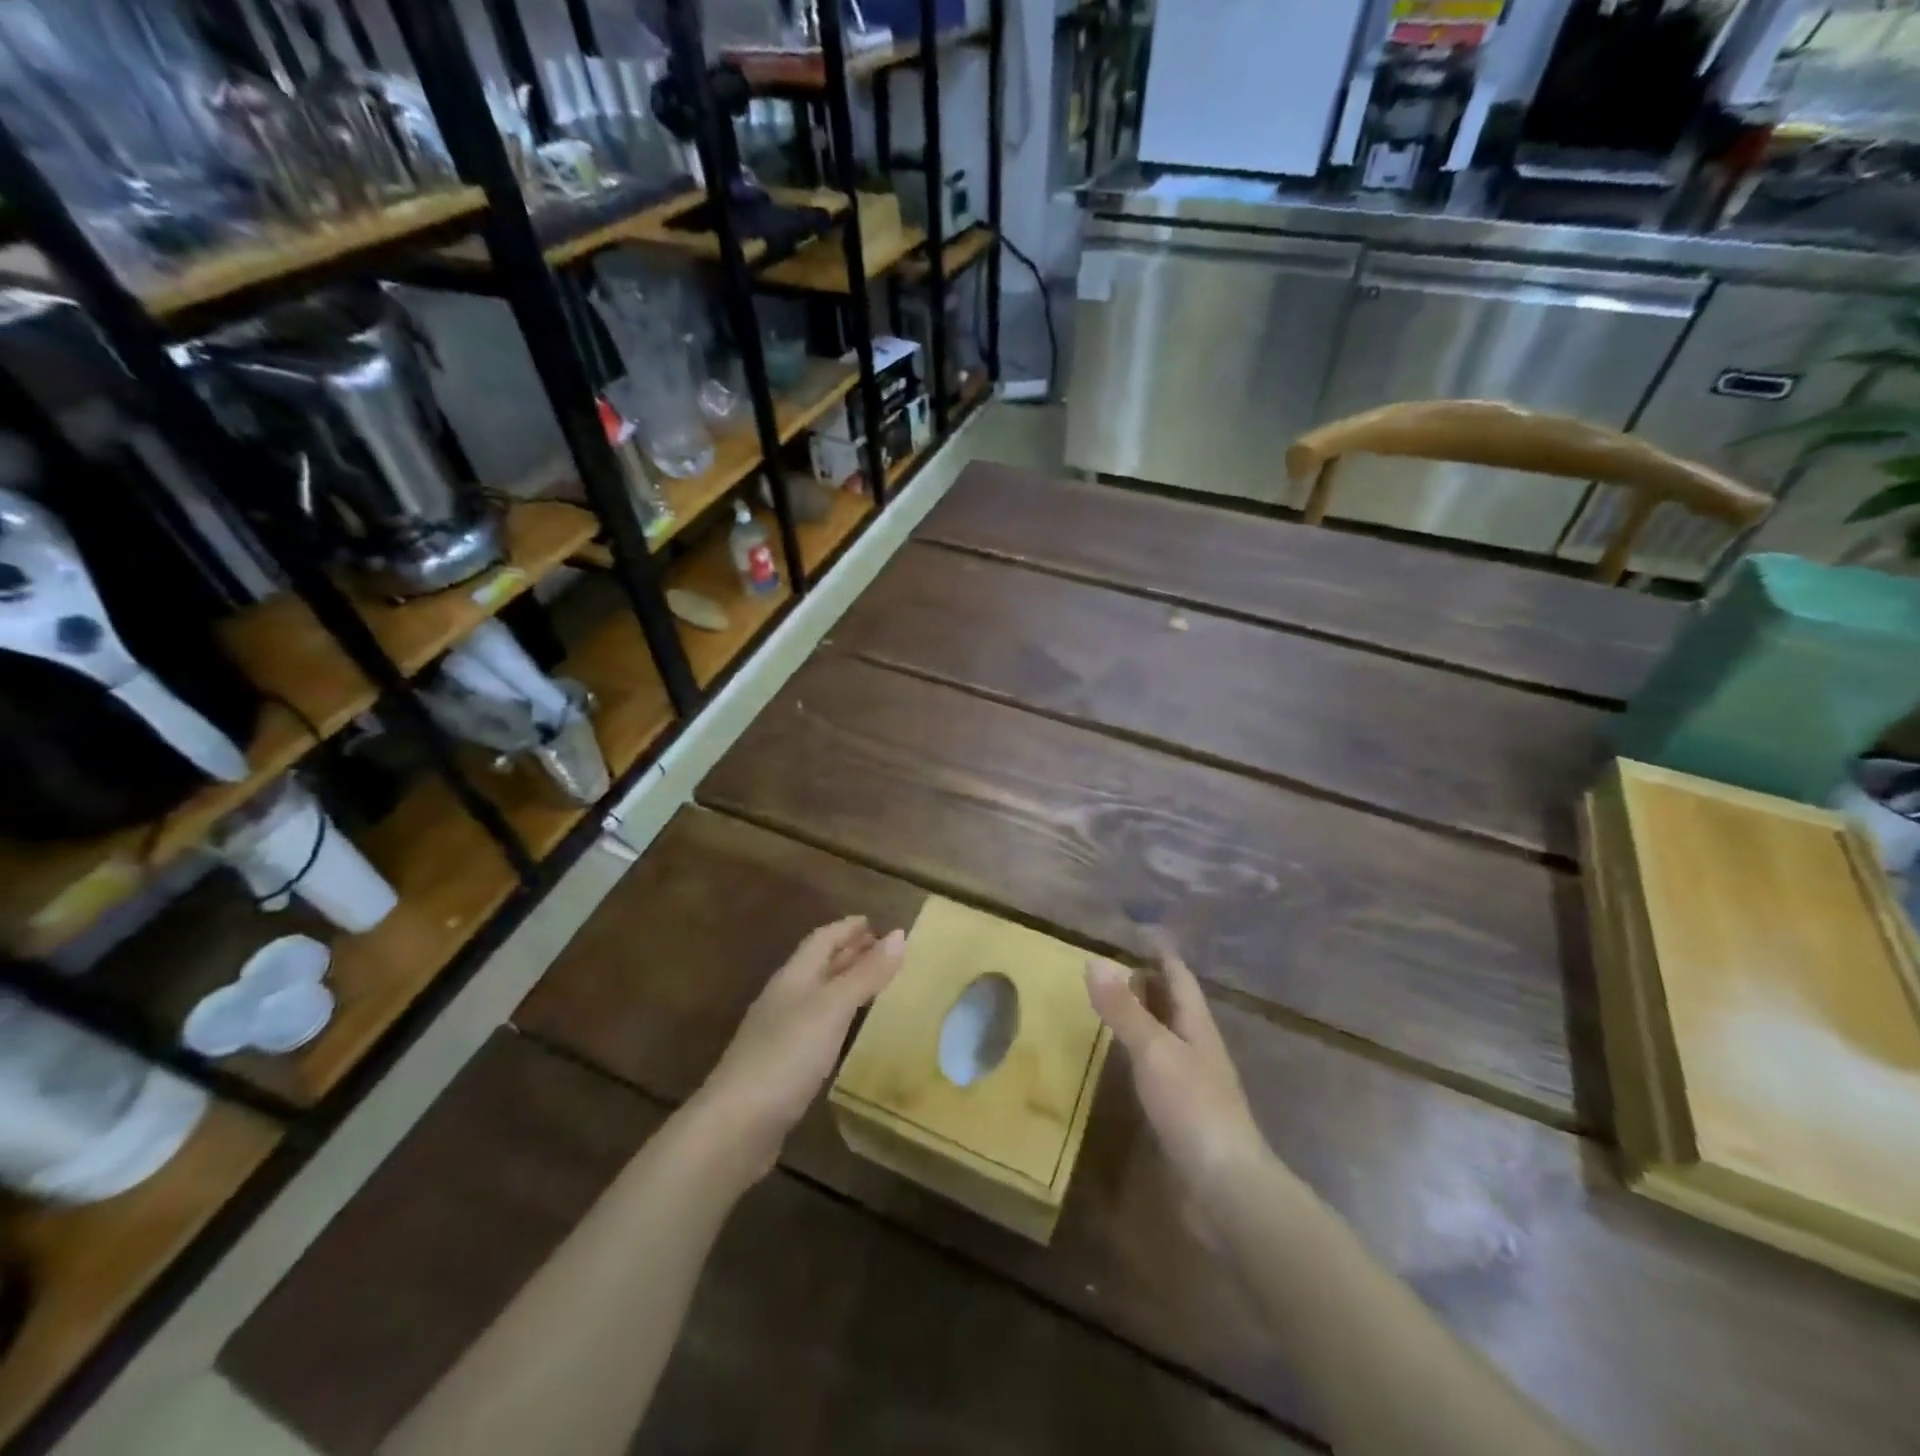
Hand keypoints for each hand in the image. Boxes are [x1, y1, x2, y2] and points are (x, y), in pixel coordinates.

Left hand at [695, 917, 903, 1184]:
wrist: (735, 1127)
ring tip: (872, 983)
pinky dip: (836, 1018)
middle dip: (848, 952)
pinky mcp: (780, 1067)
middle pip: (818, 965)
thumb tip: (898, 934)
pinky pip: (815, 1027)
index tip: (874, 922)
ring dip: (843, 984)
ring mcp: (778, 1034)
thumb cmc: (786, 1056)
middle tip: (881, 949)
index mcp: (793, 978)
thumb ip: (865, 974)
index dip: (847, 928)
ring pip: (816, 996)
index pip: (821, 940)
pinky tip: (845, 1031)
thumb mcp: (832, 1008)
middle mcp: (784, 999)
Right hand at [1086, 944, 1270, 1219]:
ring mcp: (1192, 1084)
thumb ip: (1124, 1009)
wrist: (1225, 1189)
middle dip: (1150, 983)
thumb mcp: (1154, 1051)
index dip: (1161, 954)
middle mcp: (1197, 1049)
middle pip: (1174, 1006)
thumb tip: (1095, 960)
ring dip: (1143, 1018)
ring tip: (1112, 1005)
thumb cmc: (1193, 1107)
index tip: (1139, 933)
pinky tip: (1121, 1061)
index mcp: (1196, 1027)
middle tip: (1114, 964)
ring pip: (1165, 1037)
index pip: (1179, 978)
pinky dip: (1137, 1054)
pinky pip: (1157, 1069)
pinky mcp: (1181, 1115)